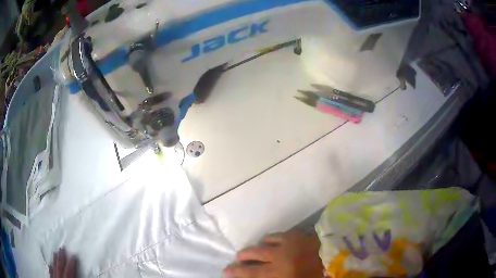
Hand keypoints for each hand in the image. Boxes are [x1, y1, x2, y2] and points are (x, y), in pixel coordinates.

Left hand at [49, 248, 78, 277]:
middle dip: (61, 258)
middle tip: (61, 248)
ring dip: (54, 260)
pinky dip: (50, 268)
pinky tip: (50, 264)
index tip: (74, 255)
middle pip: (60, 267)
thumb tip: (83, 275)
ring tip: (55, 252)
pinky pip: (50, 273)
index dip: (72, 263)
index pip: (69, 271)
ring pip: (54, 268)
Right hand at [223, 231, 322, 277]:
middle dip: (243, 256)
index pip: (250, 272)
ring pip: (266, 240)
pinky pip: (280, 234)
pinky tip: (274, 242)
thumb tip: (259, 274)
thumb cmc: (312, 277)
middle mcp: (280, 255)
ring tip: (257, 249)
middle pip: (254, 253)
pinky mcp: (300, 235)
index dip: (236, 272)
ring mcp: (290, 242)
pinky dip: (273, 239)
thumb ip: (270, 277)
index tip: (225, 271)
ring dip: (259, 246)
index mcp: (278, 271)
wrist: (337, 262)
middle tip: (238, 258)